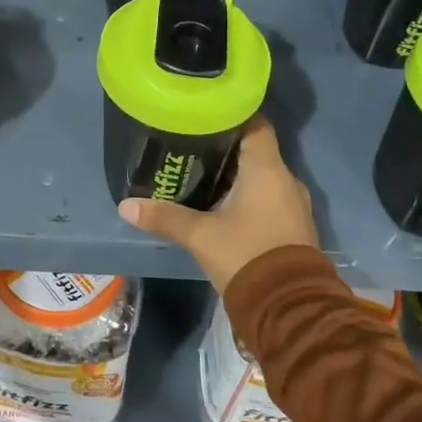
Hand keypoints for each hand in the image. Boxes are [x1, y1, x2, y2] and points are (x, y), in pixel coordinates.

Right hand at [117, 116, 316, 291]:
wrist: (289, 308)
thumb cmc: (246, 256)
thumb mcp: (201, 236)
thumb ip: (165, 217)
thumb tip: (126, 206)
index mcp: (267, 169)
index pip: (256, 124)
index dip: (234, 114)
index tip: (207, 113)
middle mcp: (286, 179)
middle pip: (258, 149)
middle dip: (229, 146)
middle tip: (195, 143)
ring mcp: (295, 204)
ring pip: (265, 175)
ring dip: (241, 173)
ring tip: (206, 171)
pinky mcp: (295, 226)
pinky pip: (272, 197)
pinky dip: (251, 194)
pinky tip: (227, 203)